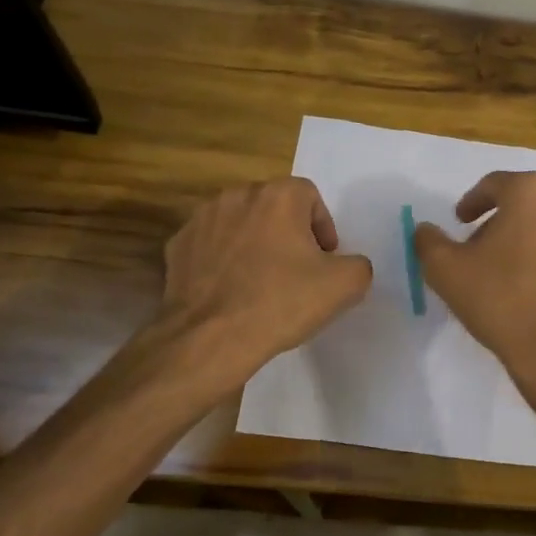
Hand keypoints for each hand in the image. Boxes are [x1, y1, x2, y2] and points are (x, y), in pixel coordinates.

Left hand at [157, 178, 371, 383]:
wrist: (211, 339)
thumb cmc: (282, 303)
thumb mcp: (345, 285)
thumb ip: (358, 264)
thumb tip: (346, 265)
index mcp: (278, 197)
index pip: (309, 196)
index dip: (323, 226)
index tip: (324, 259)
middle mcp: (237, 196)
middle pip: (273, 206)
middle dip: (288, 231)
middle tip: (297, 269)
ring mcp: (201, 220)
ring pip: (240, 223)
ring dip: (254, 242)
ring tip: (262, 280)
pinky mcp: (177, 246)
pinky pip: (210, 245)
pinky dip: (223, 259)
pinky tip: (231, 290)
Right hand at [413, 171, 535, 382]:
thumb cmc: (500, 301)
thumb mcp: (445, 270)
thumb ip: (429, 241)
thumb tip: (425, 229)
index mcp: (529, 193)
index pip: (494, 185)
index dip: (473, 203)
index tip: (461, 221)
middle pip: (527, 203)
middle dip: (504, 220)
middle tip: (485, 249)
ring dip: (535, 237)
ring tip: (517, 268)